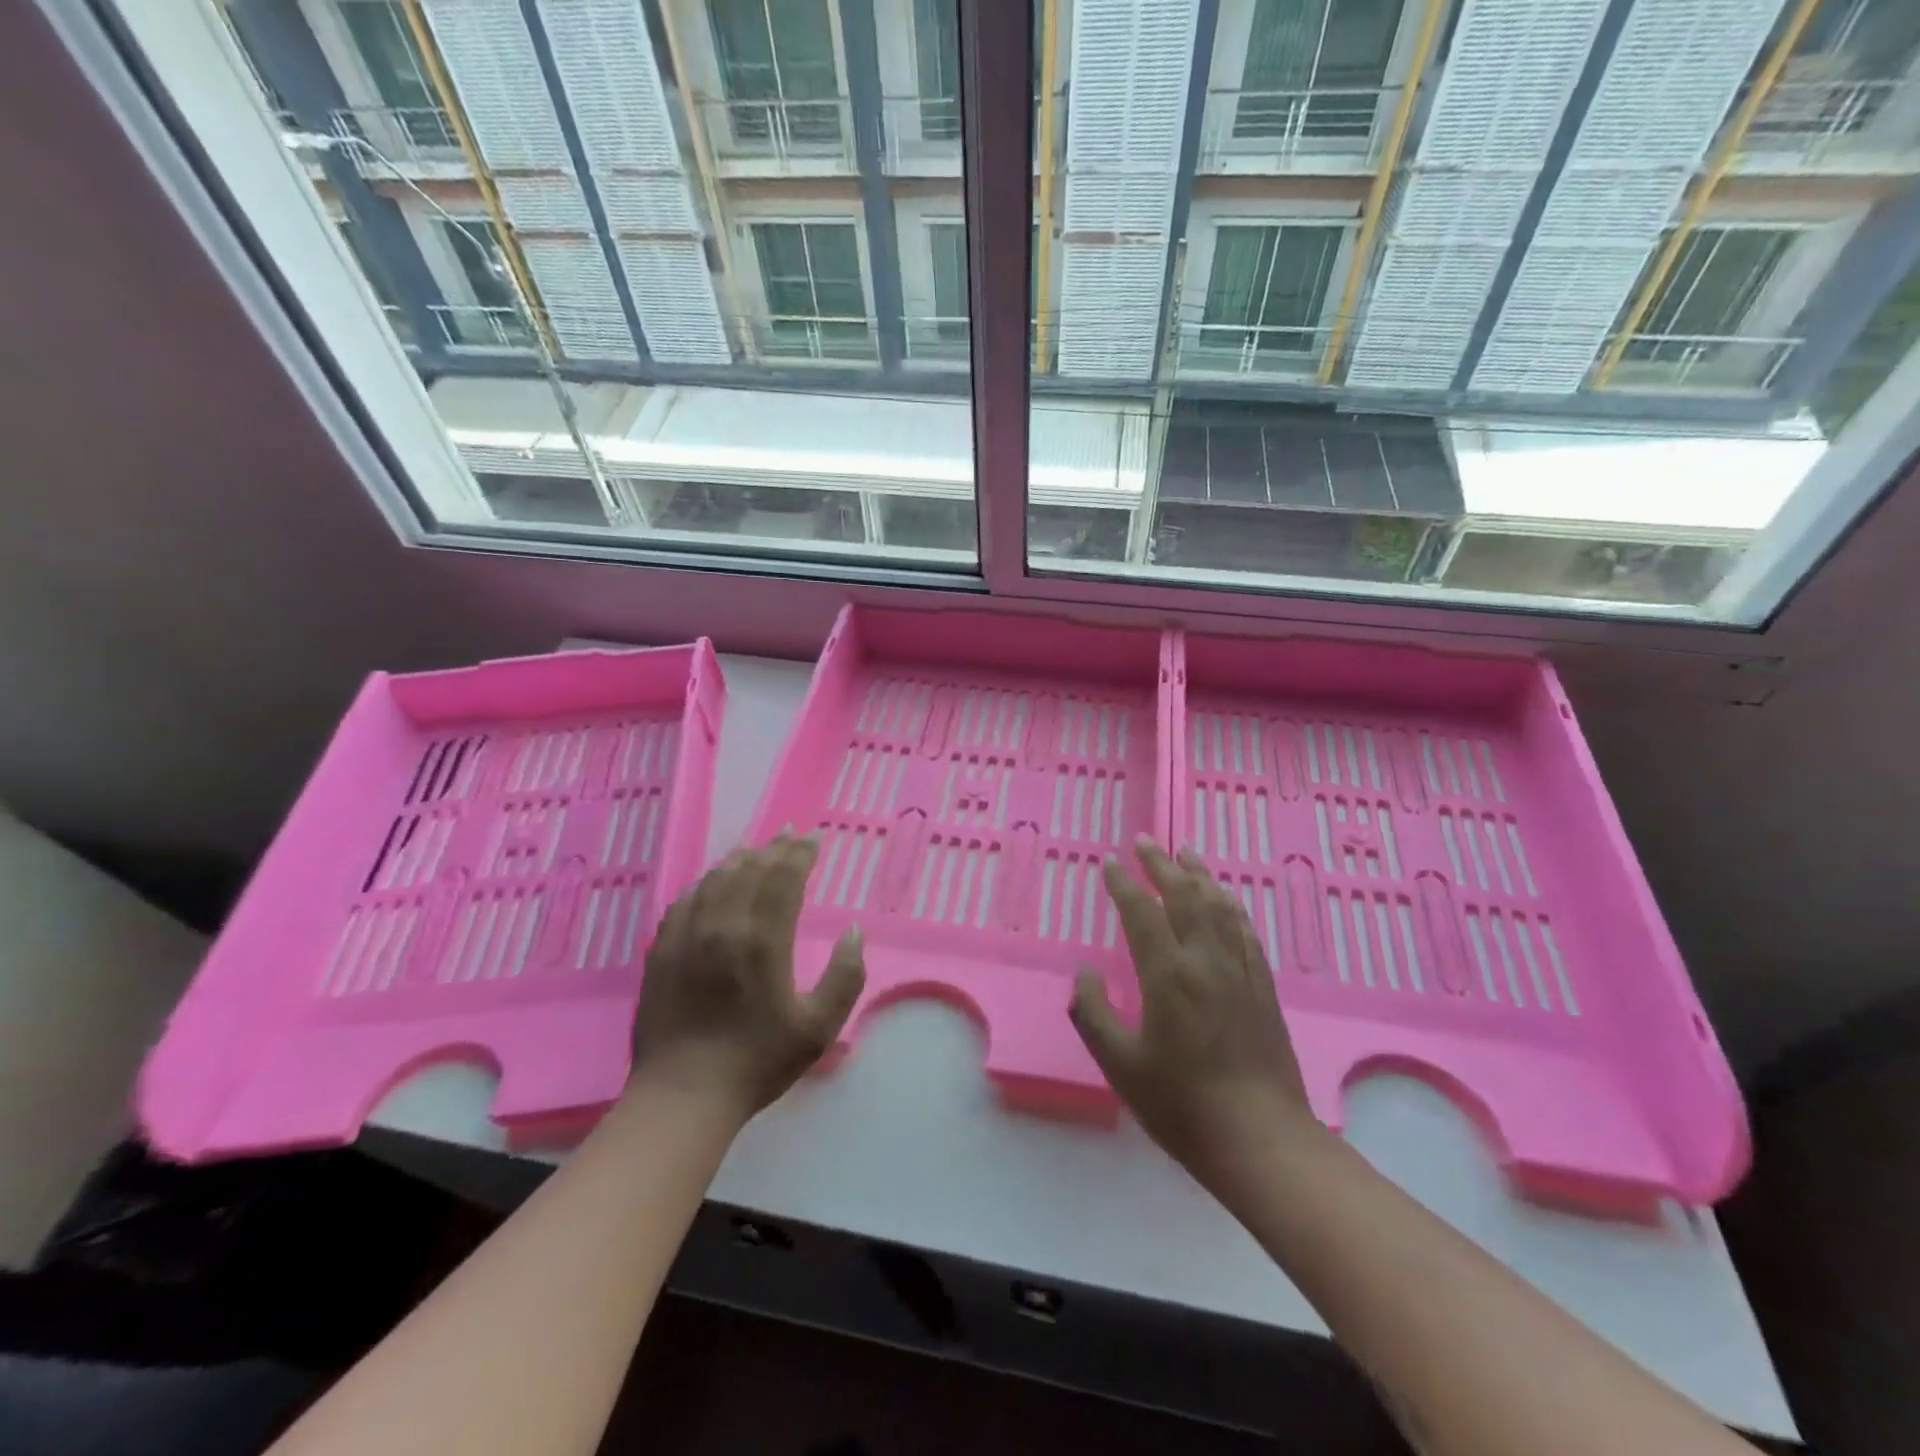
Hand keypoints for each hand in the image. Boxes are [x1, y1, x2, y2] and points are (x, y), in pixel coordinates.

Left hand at [631, 833, 865, 1121]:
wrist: (683, 1096)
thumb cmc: (758, 1062)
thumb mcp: (819, 1027)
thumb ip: (845, 977)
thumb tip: (852, 932)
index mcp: (762, 940)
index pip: (782, 878)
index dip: (799, 854)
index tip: (813, 838)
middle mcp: (722, 926)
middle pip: (749, 870)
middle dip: (774, 848)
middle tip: (790, 835)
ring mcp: (686, 936)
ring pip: (715, 879)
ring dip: (740, 860)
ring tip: (756, 851)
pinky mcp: (661, 951)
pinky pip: (685, 901)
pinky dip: (705, 883)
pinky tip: (712, 883)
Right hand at [1070, 838, 1316, 1188]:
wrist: (1261, 1140)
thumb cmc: (1182, 1105)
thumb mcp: (1120, 1064)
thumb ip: (1093, 1012)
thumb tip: (1083, 972)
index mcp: (1168, 975)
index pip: (1142, 912)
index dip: (1123, 883)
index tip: (1109, 862)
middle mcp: (1206, 961)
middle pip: (1185, 895)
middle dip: (1162, 864)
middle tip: (1145, 841)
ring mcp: (1240, 971)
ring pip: (1220, 906)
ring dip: (1200, 875)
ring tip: (1185, 853)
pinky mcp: (1262, 987)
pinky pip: (1245, 931)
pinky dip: (1230, 905)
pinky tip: (1226, 899)